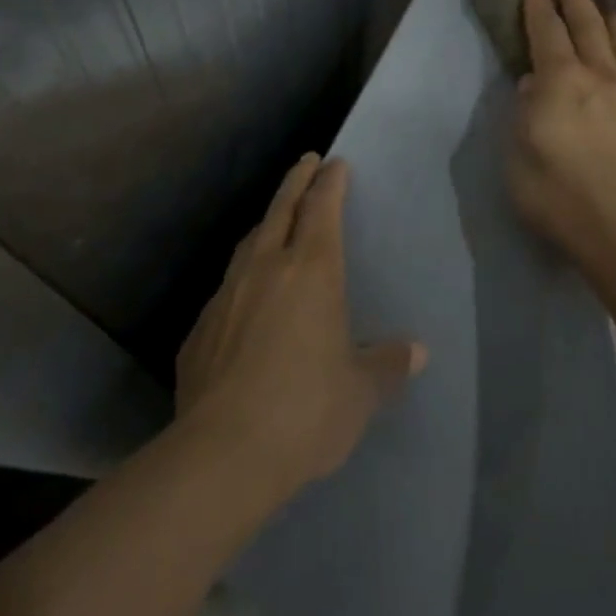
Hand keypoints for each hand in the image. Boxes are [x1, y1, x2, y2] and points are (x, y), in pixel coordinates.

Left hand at [176, 154, 426, 496]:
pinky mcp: (200, 328)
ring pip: (248, 243)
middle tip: (306, 162)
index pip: (322, 208)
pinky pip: (227, 288)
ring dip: (266, 224)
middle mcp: (266, 269)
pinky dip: (243, 278)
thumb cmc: (306, 410)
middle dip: (296, 181)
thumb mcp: (360, 392)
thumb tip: (416, 352)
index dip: (330, 182)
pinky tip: (246, 300)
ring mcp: (227, 295)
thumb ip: (387, 365)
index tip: (335, 163)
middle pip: (281, 209)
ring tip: (276, 221)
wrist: (222, 453)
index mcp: (312, 272)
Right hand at [508, 0, 615, 265]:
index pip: (547, 33)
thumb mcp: (517, 154)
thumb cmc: (556, 194)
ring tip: (605, 6)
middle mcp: (600, 75)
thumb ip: (523, 111)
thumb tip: (533, 83)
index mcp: (560, 81)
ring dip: (611, 19)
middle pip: (588, 25)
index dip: (539, 8)